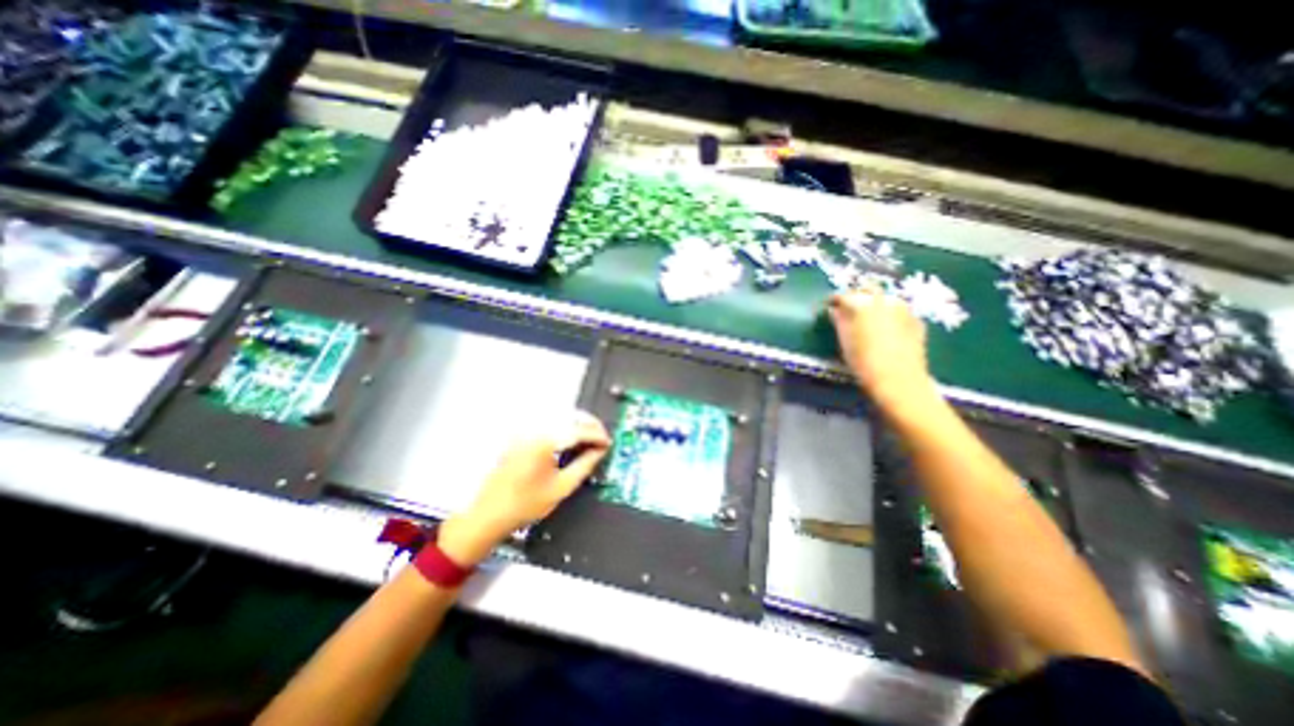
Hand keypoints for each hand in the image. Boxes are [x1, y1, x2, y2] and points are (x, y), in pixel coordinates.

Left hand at [438, 412, 613, 563]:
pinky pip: (548, 422)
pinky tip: (570, 438)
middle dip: (589, 425)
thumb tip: (600, 451)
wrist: (488, 514)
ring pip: (559, 416)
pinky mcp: (520, 434)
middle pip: (569, 416)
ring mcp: (525, 430)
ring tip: (589, 438)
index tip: (608, 443)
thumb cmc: (525, 504)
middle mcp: (534, 429)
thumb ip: (585, 465)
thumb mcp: (562, 487)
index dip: (597, 435)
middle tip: (601, 438)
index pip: (579, 430)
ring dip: (577, 423)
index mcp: (544, 441)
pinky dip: (563, 426)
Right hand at [835, 285, 936, 414]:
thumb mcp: (844, 341)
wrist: (899, 380)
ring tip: (868, 318)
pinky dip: (890, 315)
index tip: (829, 306)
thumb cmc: (863, 361)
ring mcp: (904, 309)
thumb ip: (839, 321)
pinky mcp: (917, 321)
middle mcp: (884, 300)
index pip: (843, 295)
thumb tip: (834, 310)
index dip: (834, 300)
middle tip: (848, 308)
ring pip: (886, 298)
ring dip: (875, 303)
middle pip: (868, 289)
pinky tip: (886, 328)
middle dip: (857, 295)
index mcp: (862, 304)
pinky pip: (899, 312)